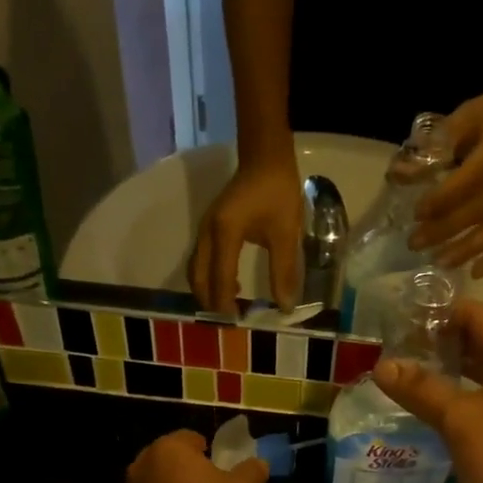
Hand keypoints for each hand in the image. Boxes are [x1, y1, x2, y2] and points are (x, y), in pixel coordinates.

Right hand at [189, 160, 303, 314]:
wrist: (265, 158)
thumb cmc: (277, 192)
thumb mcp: (285, 233)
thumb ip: (284, 271)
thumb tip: (285, 306)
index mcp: (225, 233)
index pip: (220, 278)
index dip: (225, 304)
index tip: (236, 325)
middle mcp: (207, 233)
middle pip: (198, 277)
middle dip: (210, 302)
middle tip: (228, 323)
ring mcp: (205, 229)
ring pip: (197, 269)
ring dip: (208, 291)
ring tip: (228, 309)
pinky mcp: (209, 227)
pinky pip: (202, 260)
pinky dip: (210, 278)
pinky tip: (230, 286)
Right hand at [370, 300, 482, 482]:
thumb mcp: (459, 419)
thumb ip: (421, 389)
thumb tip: (382, 365)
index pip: (476, 313)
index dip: (439, 312)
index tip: (401, 320)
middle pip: (479, 338)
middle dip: (439, 340)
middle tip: (397, 347)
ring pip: (481, 369)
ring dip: (447, 368)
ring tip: (407, 373)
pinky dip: (459, 393)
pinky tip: (431, 405)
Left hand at [410, 84, 482, 275]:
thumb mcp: (458, 122)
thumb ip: (429, 150)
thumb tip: (396, 175)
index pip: (470, 181)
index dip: (443, 199)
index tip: (416, 212)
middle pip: (477, 212)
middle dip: (443, 230)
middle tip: (414, 242)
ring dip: (464, 250)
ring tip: (437, 261)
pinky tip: (475, 272)